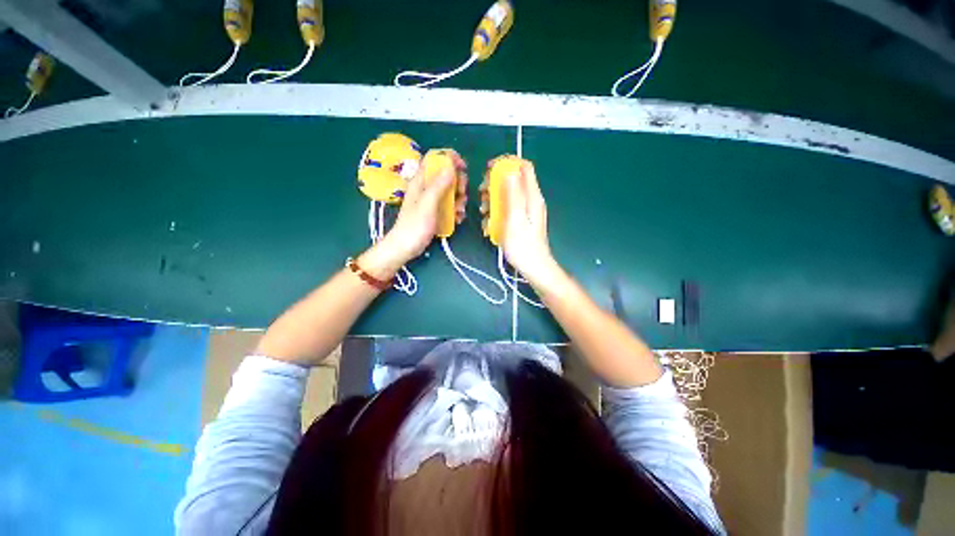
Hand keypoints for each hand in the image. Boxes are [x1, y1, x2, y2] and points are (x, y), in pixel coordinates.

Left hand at [377, 149, 467, 267]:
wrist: (405, 248)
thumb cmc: (414, 226)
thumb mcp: (427, 204)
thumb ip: (438, 185)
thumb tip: (451, 167)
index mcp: (421, 181)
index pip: (434, 159)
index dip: (449, 158)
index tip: (463, 167)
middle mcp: (426, 187)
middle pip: (446, 175)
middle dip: (458, 183)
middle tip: (462, 194)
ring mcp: (431, 200)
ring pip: (450, 191)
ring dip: (459, 199)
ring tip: (460, 212)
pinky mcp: (435, 212)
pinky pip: (449, 205)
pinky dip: (456, 210)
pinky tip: (458, 219)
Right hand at [487, 159, 559, 287]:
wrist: (533, 266)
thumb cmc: (523, 245)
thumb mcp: (515, 218)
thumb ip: (513, 193)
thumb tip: (510, 170)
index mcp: (532, 196)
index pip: (524, 167)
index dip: (507, 163)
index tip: (489, 169)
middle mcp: (531, 199)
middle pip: (513, 180)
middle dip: (495, 184)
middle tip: (483, 194)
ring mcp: (526, 210)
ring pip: (507, 195)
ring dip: (493, 200)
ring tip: (484, 213)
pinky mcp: (521, 219)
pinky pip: (507, 208)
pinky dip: (497, 212)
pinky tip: (490, 224)